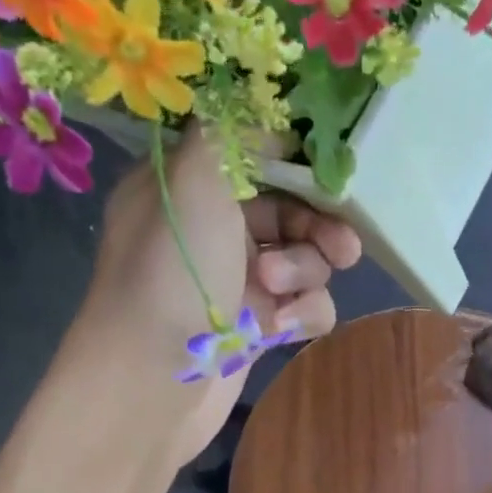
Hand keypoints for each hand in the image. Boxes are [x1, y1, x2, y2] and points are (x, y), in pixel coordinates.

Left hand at [71, 126, 362, 466]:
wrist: (151, 384)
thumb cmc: (170, 275)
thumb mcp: (196, 183)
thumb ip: (232, 134)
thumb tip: (265, 108)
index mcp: (190, 186)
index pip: (255, 153)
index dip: (299, 161)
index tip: (333, 171)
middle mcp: (215, 228)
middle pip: (293, 209)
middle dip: (318, 227)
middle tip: (340, 246)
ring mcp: (238, 280)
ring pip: (306, 260)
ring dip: (304, 273)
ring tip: (275, 293)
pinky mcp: (257, 327)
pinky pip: (306, 307)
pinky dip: (302, 315)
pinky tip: (281, 330)